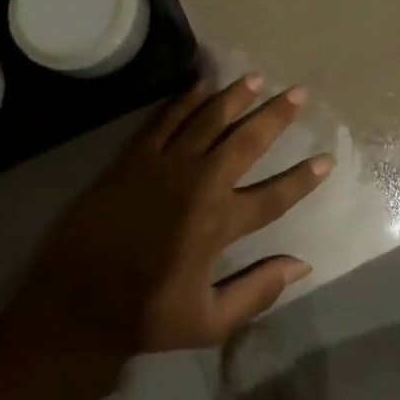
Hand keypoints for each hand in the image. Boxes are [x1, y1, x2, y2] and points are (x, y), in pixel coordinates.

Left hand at [4, 76, 332, 366]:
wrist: (72, 305)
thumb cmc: (144, 315)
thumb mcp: (208, 322)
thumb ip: (257, 291)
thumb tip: (302, 265)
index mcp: (219, 224)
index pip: (273, 195)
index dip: (303, 178)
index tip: (326, 158)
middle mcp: (198, 185)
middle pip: (246, 141)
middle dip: (276, 116)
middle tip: (298, 93)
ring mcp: (164, 166)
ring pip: (208, 119)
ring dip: (235, 97)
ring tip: (257, 78)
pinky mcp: (134, 158)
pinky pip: (166, 119)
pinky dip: (186, 99)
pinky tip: (202, 84)